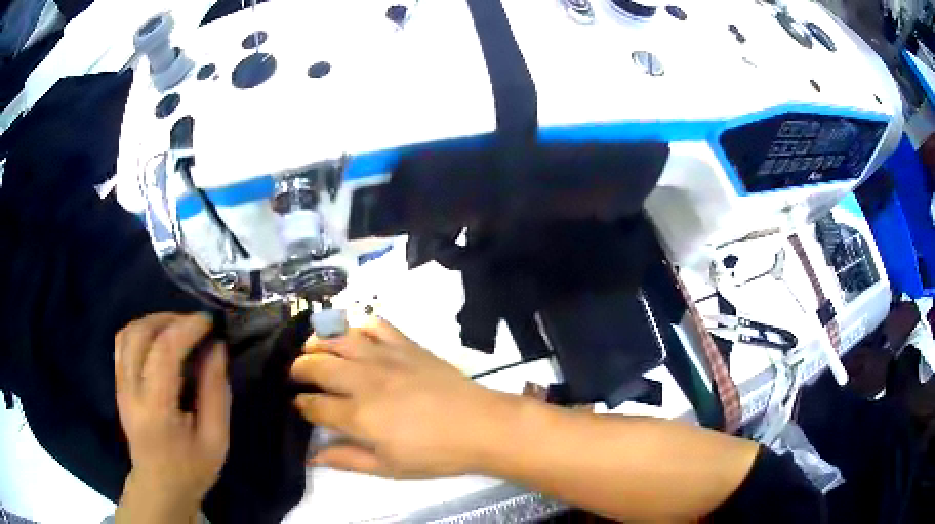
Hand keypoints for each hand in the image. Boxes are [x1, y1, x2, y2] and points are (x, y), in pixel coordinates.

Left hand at [114, 313, 229, 520]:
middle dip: (170, 319)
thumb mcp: (216, 439)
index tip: (210, 323)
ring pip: (128, 333)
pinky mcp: (117, 384)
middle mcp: (131, 391)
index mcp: (156, 410)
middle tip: (195, 325)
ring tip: (178, 328)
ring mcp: (120, 386)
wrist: (159, 486)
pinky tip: (159, 340)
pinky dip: (141, 331)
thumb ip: (216, 393)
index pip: (164, 352)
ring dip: (154, 321)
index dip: (186, 328)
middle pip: (140, 334)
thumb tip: (217, 348)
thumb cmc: (192, 469)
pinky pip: (122, 343)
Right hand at [291, 317, 514, 477]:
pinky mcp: (407, 344)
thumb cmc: (434, 453)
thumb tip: (311, 455)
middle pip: (318, 365)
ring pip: (340, 338)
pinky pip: (376, 325)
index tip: (297, 404)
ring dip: (319, 340)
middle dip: (299, 368)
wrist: (480, 425)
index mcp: (358, 415)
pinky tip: (353, 333)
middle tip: (295, 373)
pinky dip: (359, 324)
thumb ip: (347, 459)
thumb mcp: (389, 467)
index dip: (300, 404)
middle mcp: (364, 380)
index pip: (314, 405)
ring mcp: (386, 357)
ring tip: (311, 347)